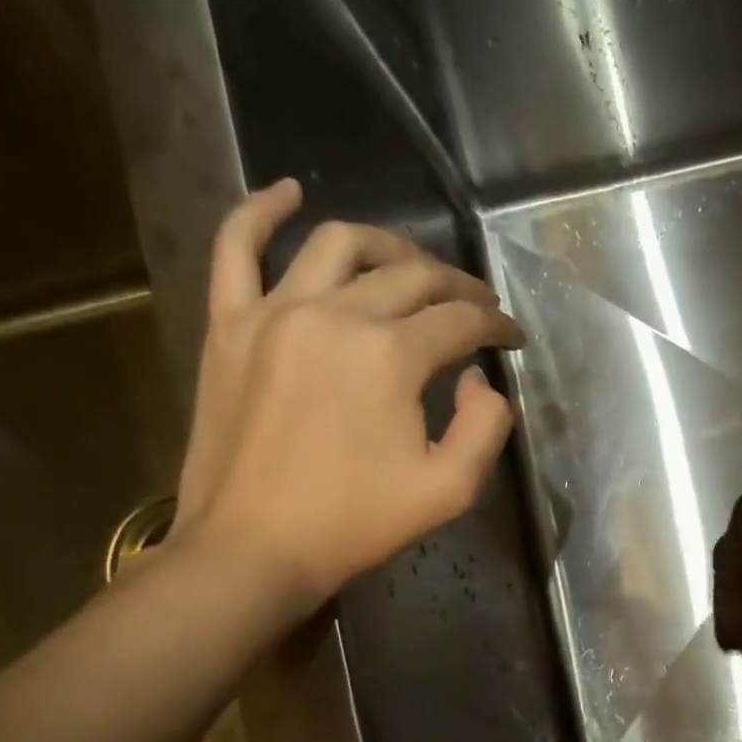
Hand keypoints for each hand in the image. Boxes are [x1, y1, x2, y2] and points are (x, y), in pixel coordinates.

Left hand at [173, 180, 523, 621]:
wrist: (253, 549)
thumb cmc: (356, 524)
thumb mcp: (451, 490)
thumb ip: (486, 426)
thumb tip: (476, 378)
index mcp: (390, 355)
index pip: (460, 321)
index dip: (496, 326)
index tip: (512, 339)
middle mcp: (335, 314)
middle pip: (410, 275)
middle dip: (457, 287)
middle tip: (478, 306)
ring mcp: (273, 312)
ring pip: (338, 244)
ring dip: (389, 244)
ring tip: (414, 262)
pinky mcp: (229, 324)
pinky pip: (237, 247)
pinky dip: (261, 211)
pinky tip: (288, 192)